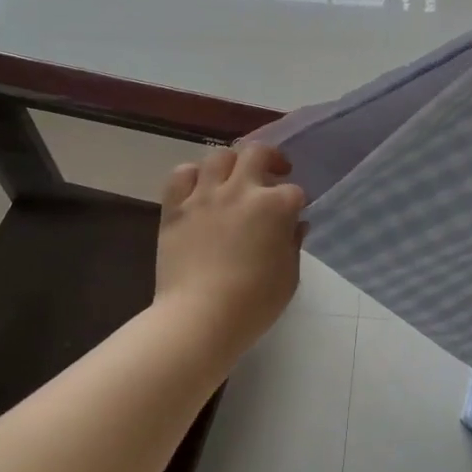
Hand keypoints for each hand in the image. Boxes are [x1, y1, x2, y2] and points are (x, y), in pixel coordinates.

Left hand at [155, 143, 305, 359]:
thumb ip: (293, 244)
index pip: (294, 191)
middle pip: (258, 152)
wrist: (198, 319)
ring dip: (232, 163)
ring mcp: (205, 196)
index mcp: (275, 206)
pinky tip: (199, 188)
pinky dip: (192, 176)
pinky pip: (181, 175)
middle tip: (273, 172)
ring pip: (219, 156)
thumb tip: (294, 225)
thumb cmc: (253, 304)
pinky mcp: (176, 207)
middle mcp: (241, 190)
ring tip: (234, 177)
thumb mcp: (289, 277)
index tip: (293, 216)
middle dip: (270, 158)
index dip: (296, 203)